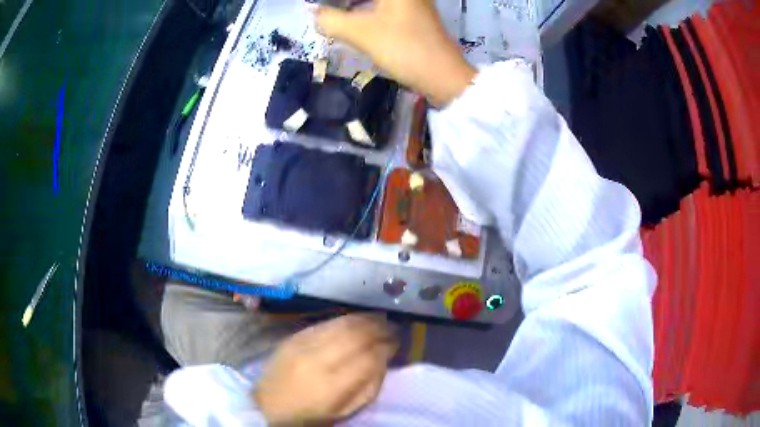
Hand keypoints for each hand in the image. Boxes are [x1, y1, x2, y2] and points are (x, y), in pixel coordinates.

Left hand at [254, 313, 398, 424]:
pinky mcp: (294, 337)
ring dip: (366, 319)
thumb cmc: (310, 413)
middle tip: (393, 328)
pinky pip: (325, 322)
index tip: (396, 345)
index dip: (386, 348)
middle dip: (380, 329)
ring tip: (380, 319)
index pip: (368, 359)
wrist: (269, 404)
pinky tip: (357, 319)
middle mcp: (318, 361)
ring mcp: (303, 345)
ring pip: (342, 324)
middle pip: (356, 336)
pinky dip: (346, 319)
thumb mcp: (344, 411)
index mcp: (332, 386)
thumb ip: (368, 388)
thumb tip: (383, 361)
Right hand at [315, 0, 475, 106]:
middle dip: (342, 4)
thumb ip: (330, 20)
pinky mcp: (414, 17)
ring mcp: (413, 3)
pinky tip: (353, 22)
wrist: (443, 76)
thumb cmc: (403, 47)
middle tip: (325, 11)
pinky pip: (384, 8)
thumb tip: (314, 14)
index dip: (335, 3)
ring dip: (354, 7)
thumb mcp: (360, 33)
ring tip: (334, 16)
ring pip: (375, 2)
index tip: (319, 8)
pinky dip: (366, 12)